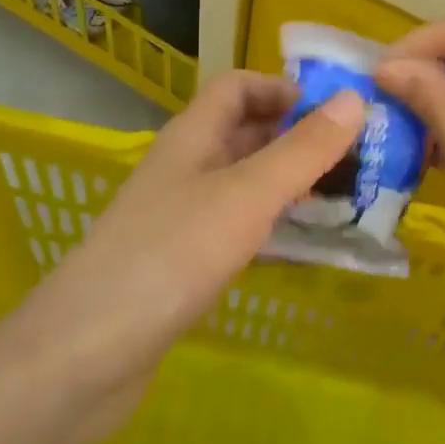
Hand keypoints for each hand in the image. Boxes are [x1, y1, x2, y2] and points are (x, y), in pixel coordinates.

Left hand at [18, 70, 363, 434]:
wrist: (86, 356)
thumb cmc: (171, 256)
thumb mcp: (247, 195)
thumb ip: (302, 150)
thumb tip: (356, 98)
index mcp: (193, 136)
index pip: (239, 87)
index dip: (284, 89)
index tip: (336, 112)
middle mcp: (187, 168)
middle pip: (247, 134)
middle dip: (300, 139)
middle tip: (358, 159)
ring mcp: (182, 218)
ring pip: (246, 184)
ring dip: (292, 185)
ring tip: (347, 201)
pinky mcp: (184, 263)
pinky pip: (239, 229)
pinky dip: (274, 228)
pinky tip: (307, 249)